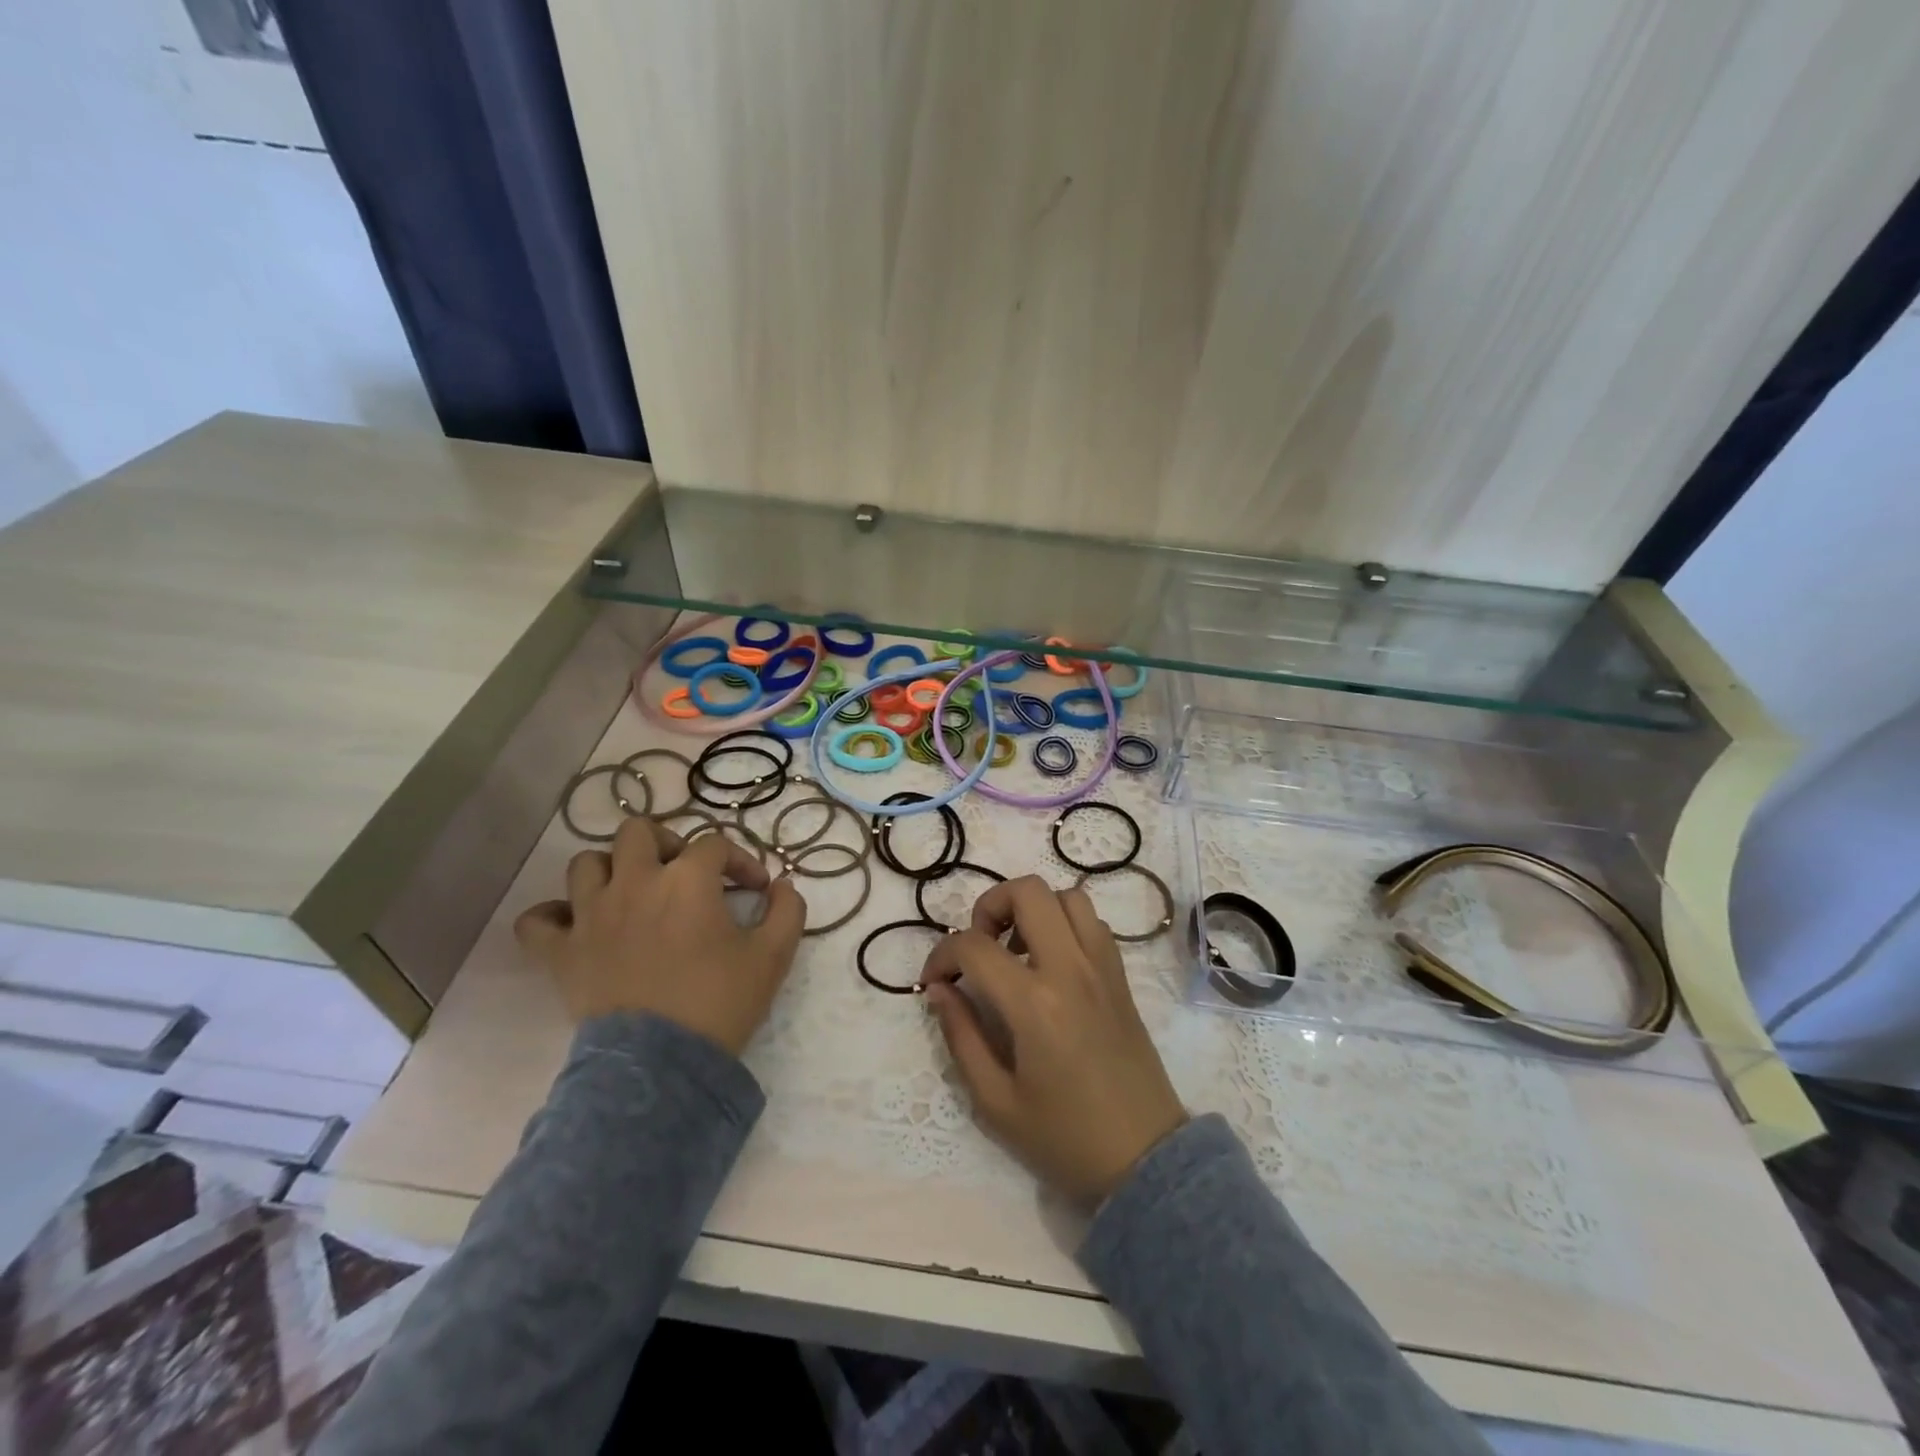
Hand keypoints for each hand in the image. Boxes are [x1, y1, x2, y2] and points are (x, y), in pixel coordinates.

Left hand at [515, 817, 805, 1055]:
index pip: (716, 845)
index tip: (756, 889)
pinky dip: (553, 917)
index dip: (740, 861)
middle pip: (639, 832)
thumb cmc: (720, 1002)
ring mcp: (591, 915)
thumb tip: (783, 886)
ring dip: (611, 871)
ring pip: (586, 863)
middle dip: (666, 844)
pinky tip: (576, 926)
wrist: (662, 1064)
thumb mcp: (773, 956)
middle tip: (684, 875)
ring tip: (632, 894)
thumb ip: (788, 911)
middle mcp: (634, 883)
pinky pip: (536, 920)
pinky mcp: (561, 952)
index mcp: (687, 880)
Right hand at [920, 876, 1186, 1207]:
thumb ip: (961, 1037)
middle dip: (989, 905)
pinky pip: (1093, 922)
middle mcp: (1071, 969)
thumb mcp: (996, 1102)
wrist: (1146, 1160)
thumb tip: (940, 989)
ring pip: (1067, 896)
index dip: (941, 955)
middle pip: (1028, 891)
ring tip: (1016, 949)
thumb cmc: (1065, 1138)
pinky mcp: (1121, 976)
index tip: (935, 982)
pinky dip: (1065, 923)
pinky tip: (1051, 963)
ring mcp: (1102, 967)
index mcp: (1035, 1004)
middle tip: (979, 947)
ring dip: (1033, 909)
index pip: (974, 946)